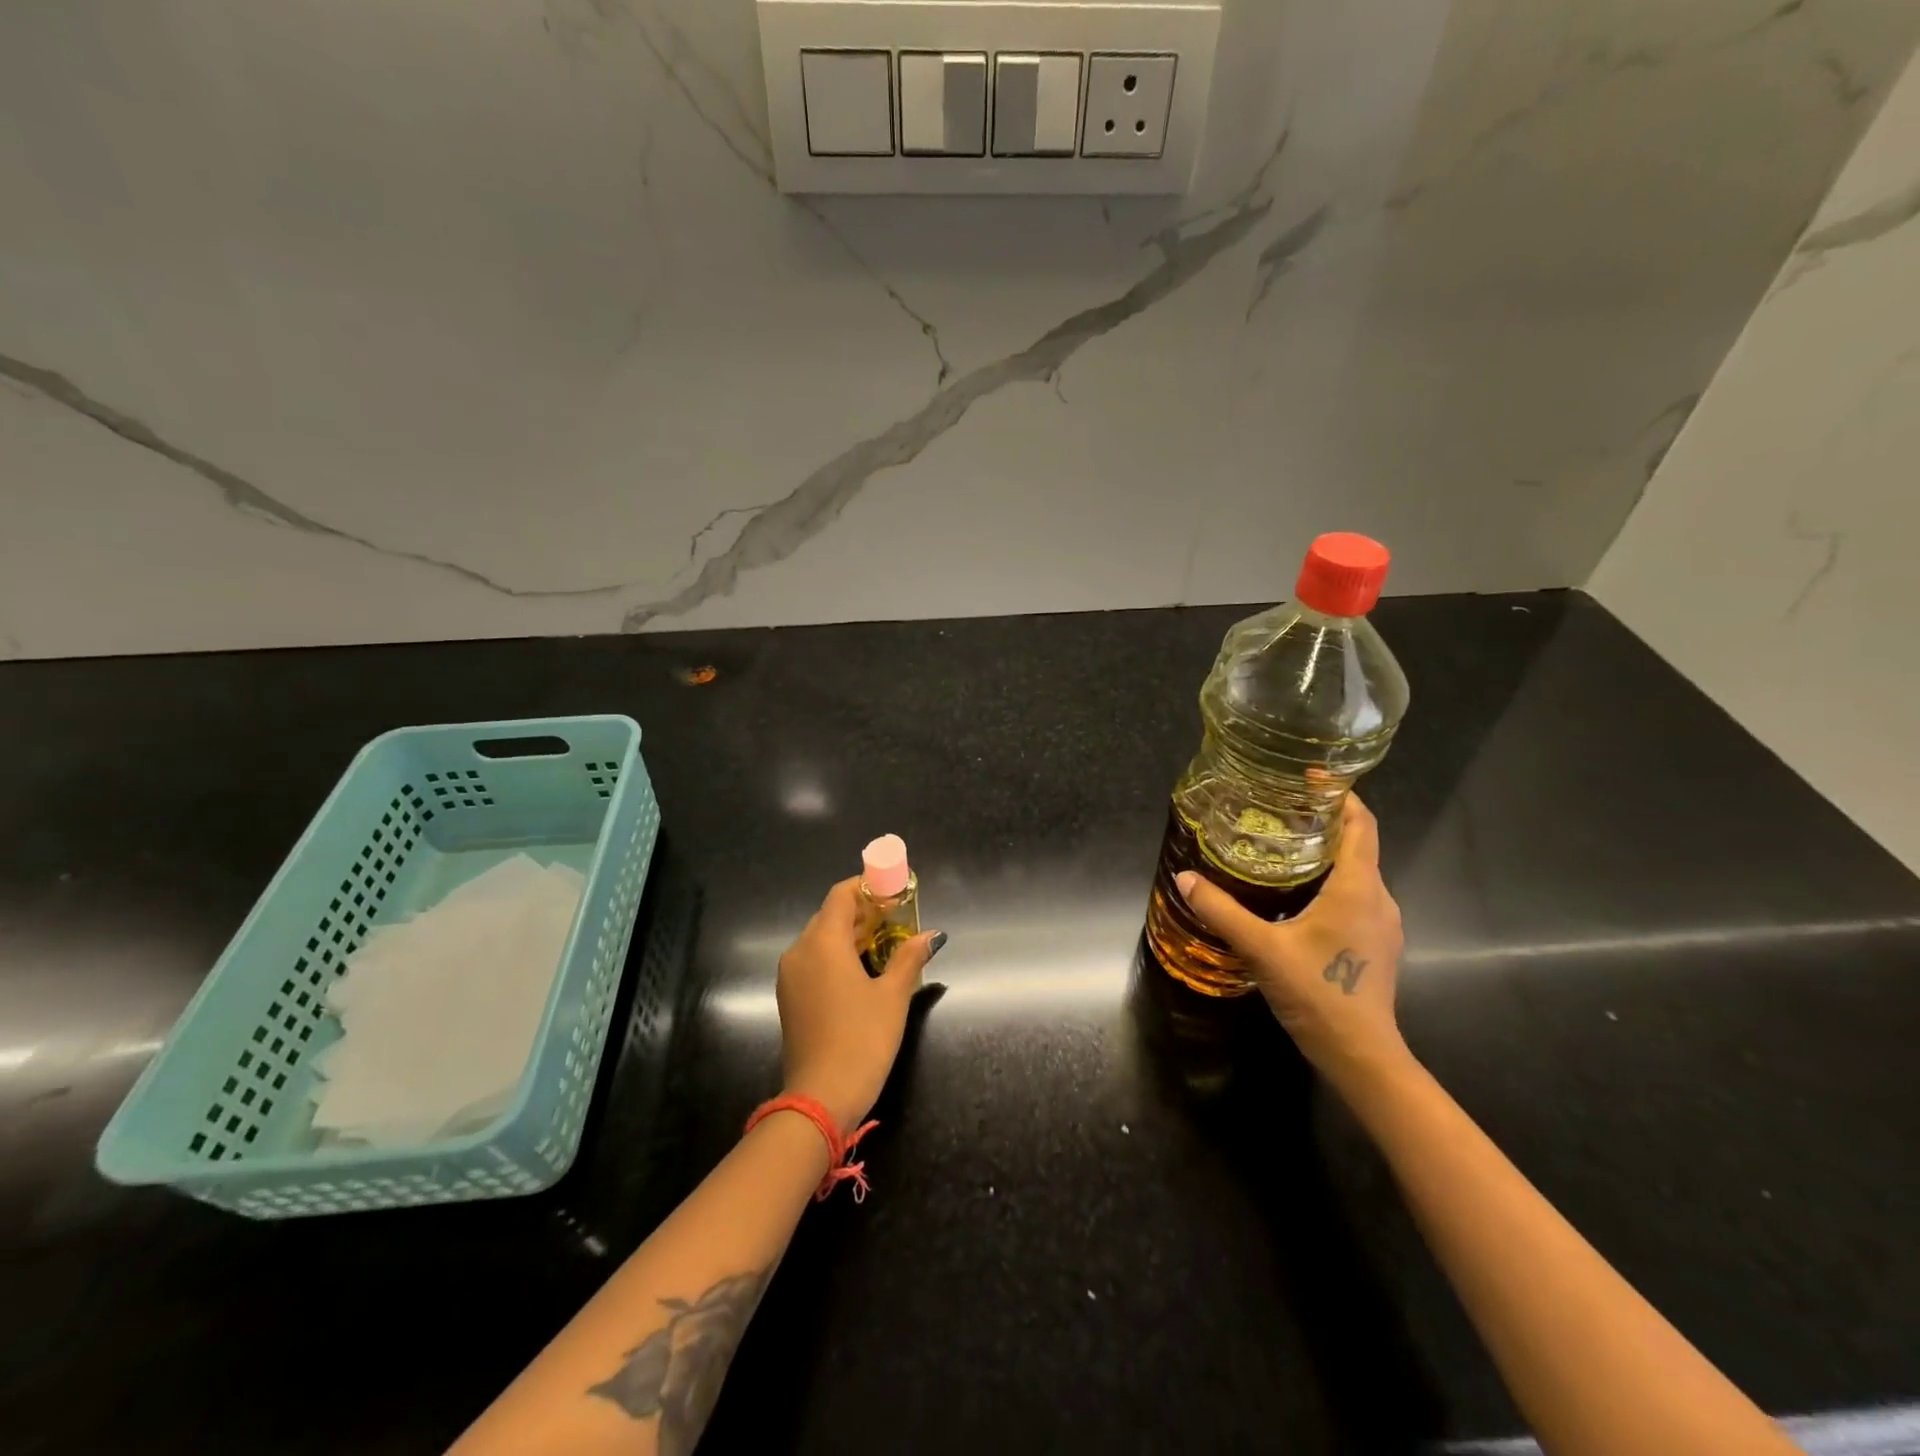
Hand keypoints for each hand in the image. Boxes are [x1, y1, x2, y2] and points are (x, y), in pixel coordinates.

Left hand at [775, 877, 943, 1131]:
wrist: (821, 1099)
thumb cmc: (862, 1039)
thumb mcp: (893, 996)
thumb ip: (910, 958)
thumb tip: (931, 935)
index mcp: (823, 942)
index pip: (841, 895)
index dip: (867, 887)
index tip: (894, 892)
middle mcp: (800, 951)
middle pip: (830, 915)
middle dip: (862, 912)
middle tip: (896, 918)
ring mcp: (790, 976)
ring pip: (820, 939)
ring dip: (850, 935)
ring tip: (884, 943)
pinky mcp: (789, 998)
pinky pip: (813, 961)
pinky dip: (836, 956)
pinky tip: (862, 970)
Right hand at [1175, 794, 1407, 1091]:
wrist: (1362, 1055)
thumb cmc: (1318, 994)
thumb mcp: (1262, 949)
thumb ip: (1222, 911)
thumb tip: (1185, 878)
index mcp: (1358, 888)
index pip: (1361, 825)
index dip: (1341, 795)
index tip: (1311, 776)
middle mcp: (1378, 898)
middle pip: (1357, 845)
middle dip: (1323, 821)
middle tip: (1280, 809)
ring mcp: (1381, 923)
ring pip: (1356, 872)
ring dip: (1325, 853)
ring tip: (1282, 845)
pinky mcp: (1375, 943)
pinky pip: (1355, 895)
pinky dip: (1330, 880)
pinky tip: (1296, 893)